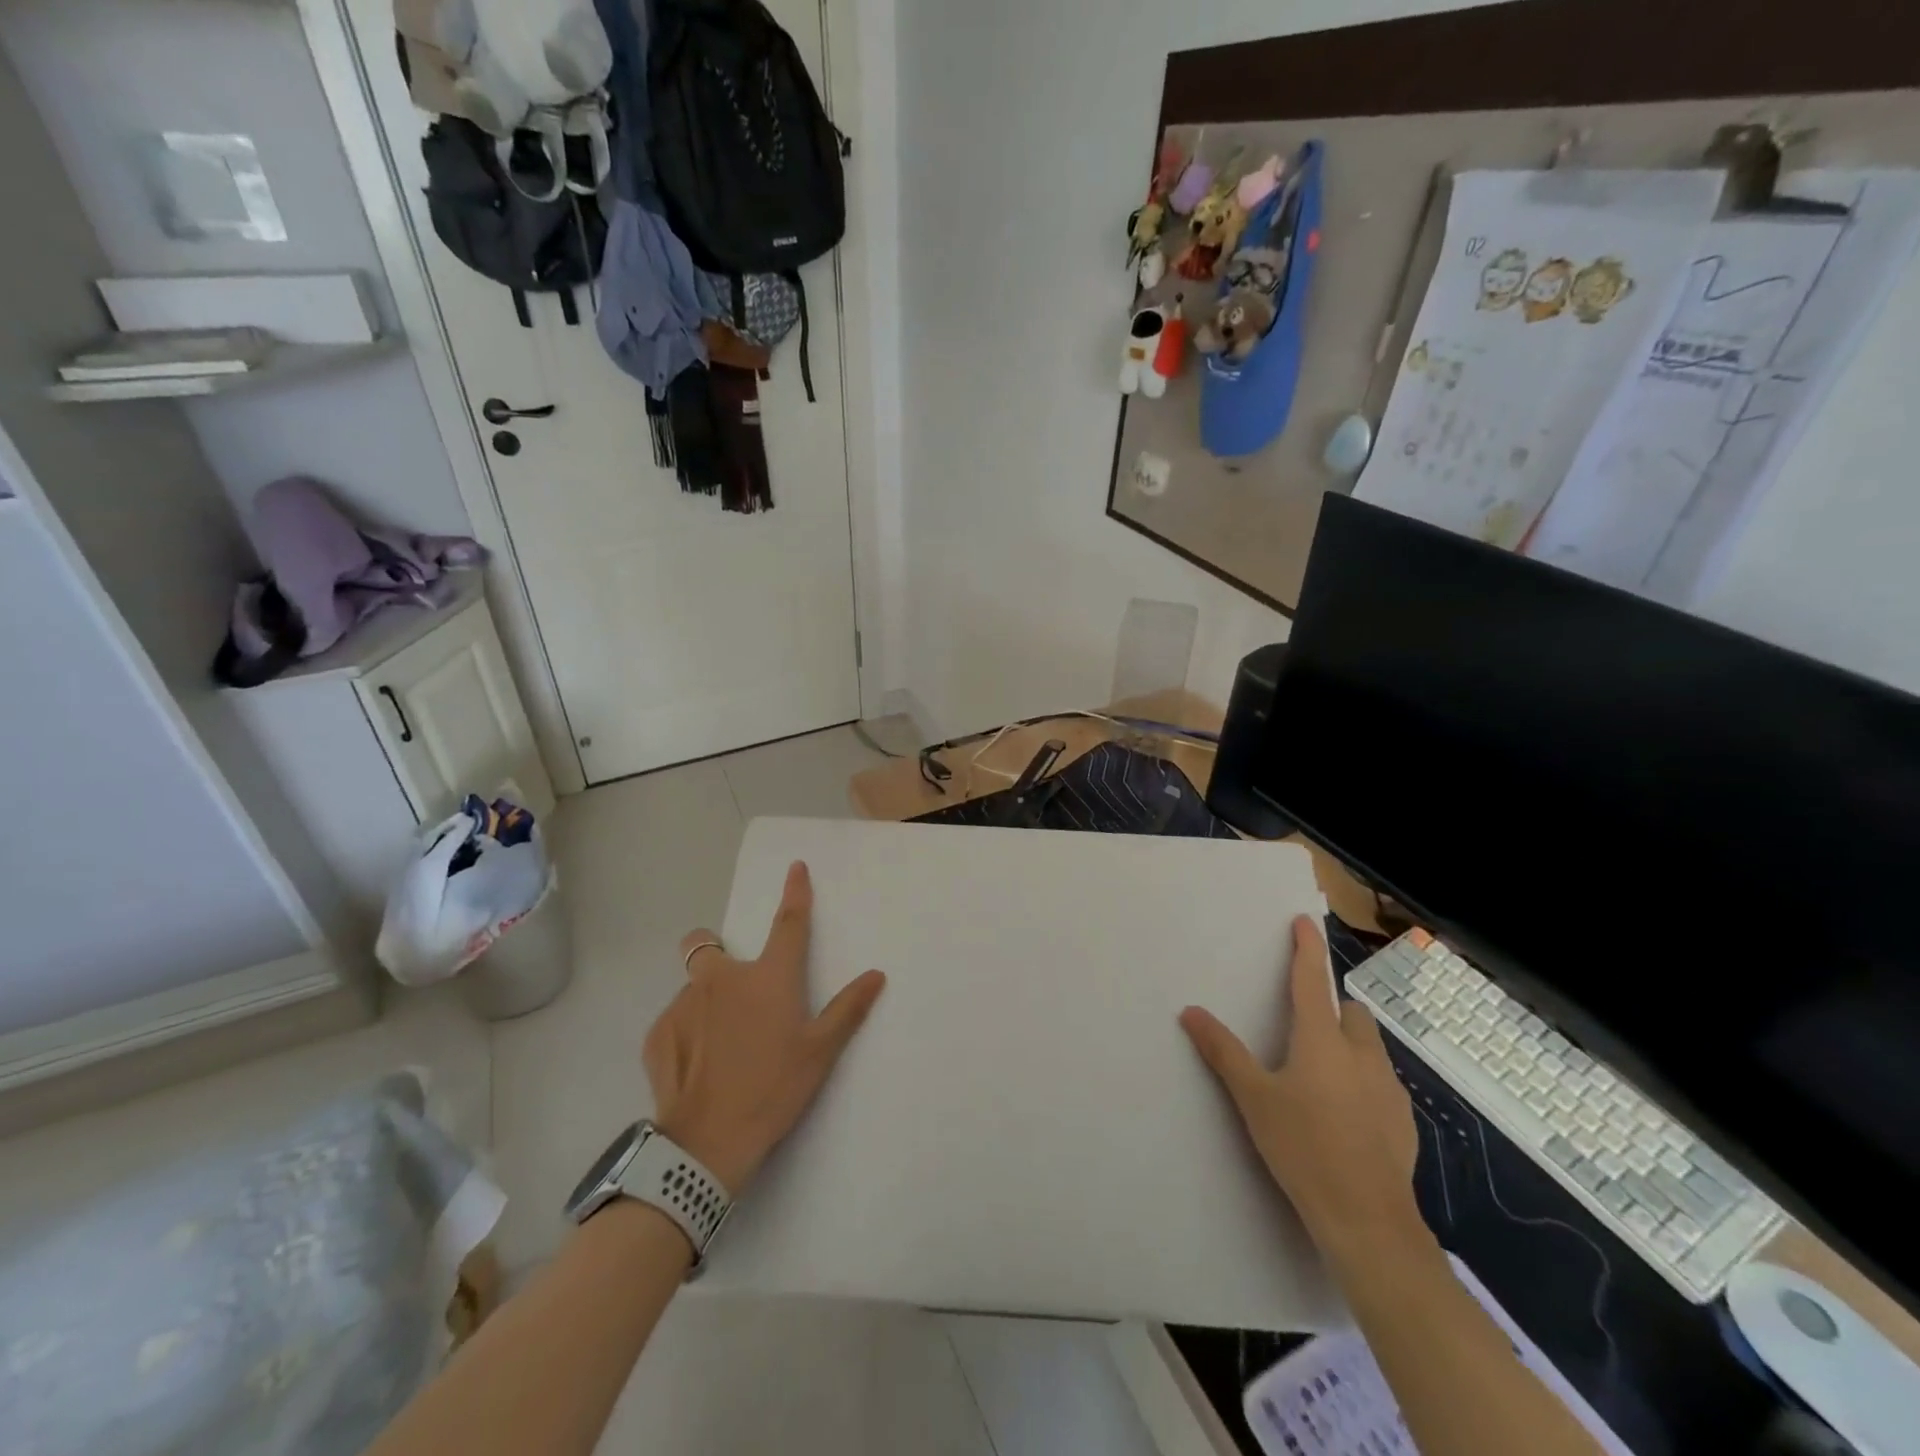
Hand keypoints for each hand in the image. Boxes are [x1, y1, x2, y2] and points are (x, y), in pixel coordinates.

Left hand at [647, 862, 885, 1195]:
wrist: (706, 1145)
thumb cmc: (773, 1091)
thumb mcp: (819, 1053)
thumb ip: (847, 1009)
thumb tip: (876, 975)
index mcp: (767, 978)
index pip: (787, 923)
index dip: (795, 892)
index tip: (795, 868)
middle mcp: (721, 979)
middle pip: (704, 943)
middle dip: (713, 949)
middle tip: (731, 989)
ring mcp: (682, 1004)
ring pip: (690, 987)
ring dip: (704, 1000)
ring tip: (720, 1045)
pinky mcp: (657, 1033)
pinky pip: (674, 1019)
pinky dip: (687, 1032)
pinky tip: (699, 1067)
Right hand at [1180, 916, 1420, 1263]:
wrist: (1367, 1221)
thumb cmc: (1303, 1148)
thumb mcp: (1253, 1099)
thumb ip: (1223, 1052)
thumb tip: (1191, 1011)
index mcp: (1322, 1041)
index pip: (1312, 981)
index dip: (1307, 949)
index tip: (1305, 922)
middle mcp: (1361, 1055)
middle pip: (1351, 1013)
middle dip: (1332, 1008)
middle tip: (1305, 1028)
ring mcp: (1389, 1089)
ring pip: (1370, 1047)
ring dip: (1349, 1044)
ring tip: (1321, 1074)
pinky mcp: (1404, 1122)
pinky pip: (1381, 1083)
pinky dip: (1363, 1081)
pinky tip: (1345, 1115)